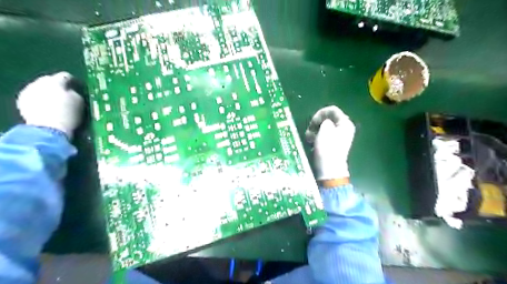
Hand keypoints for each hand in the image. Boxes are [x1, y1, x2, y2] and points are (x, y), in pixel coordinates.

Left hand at [17, 70, 83, 136]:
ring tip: (56, 101)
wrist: (48, 129)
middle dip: (58, 85)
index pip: (65, 76)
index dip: (73, 81)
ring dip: (48, 92)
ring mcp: (28, 91)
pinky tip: (46, 107)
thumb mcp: (79, 102)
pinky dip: (40, 99)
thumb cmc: (68, 115)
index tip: (78, 86)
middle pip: (50, 80)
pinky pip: (33, 96)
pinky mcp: (21, 101)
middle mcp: (39, 83)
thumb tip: (71, 90)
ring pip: (40, 88)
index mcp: (55, 82)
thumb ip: (75, 93)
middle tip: (66, 94)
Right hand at [304, 105, 355, 181]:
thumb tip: (325, 123)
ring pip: (324, 128)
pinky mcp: (333, 144)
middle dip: (316, 123)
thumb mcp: (325, 129)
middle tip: (310, 130)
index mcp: (345, 123)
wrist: (329, 168)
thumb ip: (325, 120)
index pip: (332, 110)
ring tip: (308, 138)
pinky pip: (323, 136)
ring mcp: (339, 137)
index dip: (320, 113)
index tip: (313, 122)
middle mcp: (344, 128)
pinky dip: (316, 137)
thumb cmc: (328, 147)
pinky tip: (311, 143)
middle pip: (328, 119)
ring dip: (314, 131)